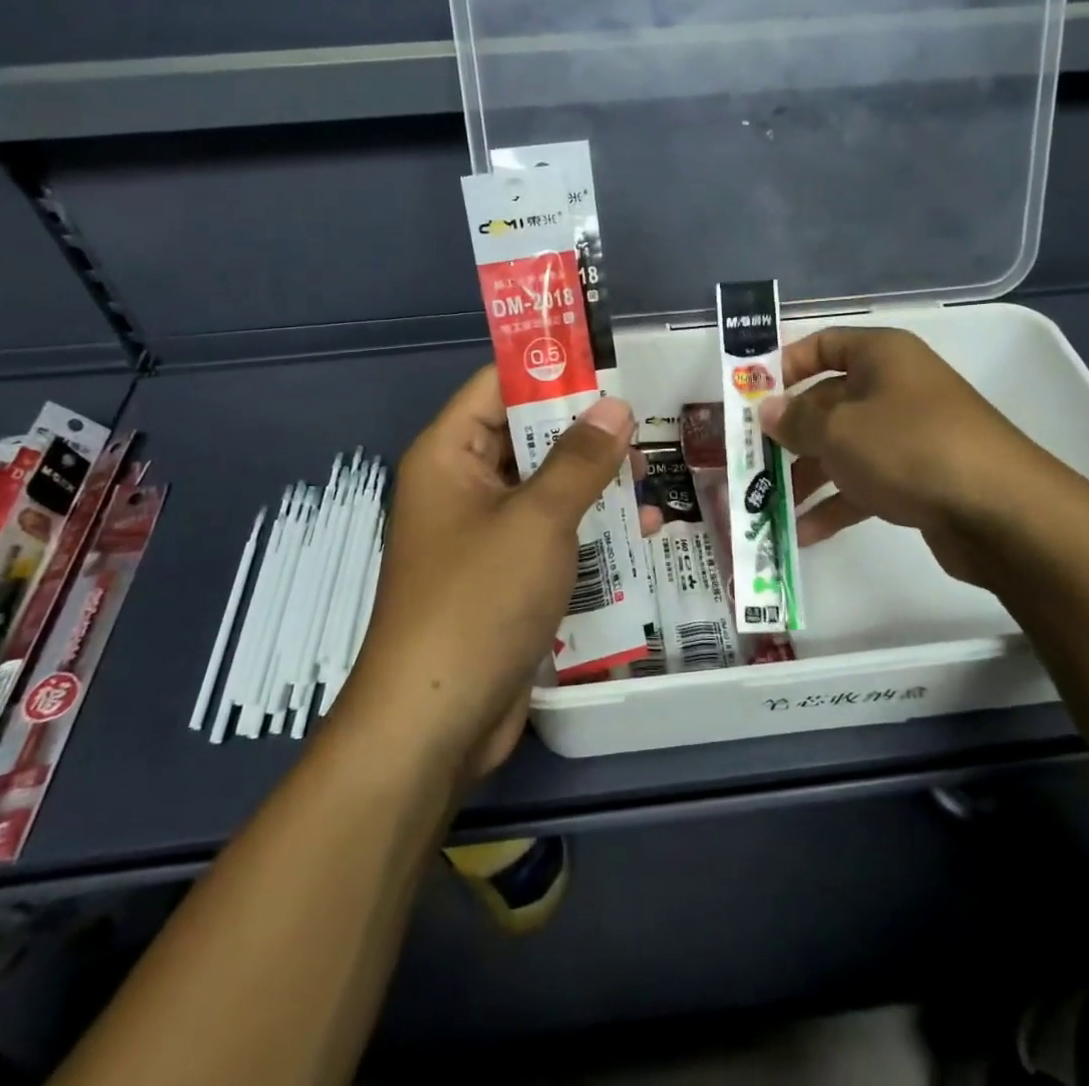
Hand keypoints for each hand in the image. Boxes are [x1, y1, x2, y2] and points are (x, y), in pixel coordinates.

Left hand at [341, 367, 653, 780]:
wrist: (436, 722)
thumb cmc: (478, 600)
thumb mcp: (538, 519)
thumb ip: (580, 459)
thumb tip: (616, 405)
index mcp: (451, 455)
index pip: (499, 386)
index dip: (552, 368)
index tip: (610, 364)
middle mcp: (463, 486)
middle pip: (528, 437)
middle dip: (586, 432)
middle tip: (646, 426)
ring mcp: (484, 535)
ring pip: (546, 488)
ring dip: (595, 484)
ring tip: (652, 476)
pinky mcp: (505, 577)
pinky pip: (550, 535)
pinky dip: (589, 529)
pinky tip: (641, 532)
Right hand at [759, 326, 1063, 584]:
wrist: (1001, 512)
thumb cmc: (910, 448)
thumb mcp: (839, 430)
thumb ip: (795, 419)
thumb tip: (766, 410)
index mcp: (881, 356)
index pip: (822, 345)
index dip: (783, 366)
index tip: (749, 397)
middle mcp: (894, 388)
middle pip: (827, 402)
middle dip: (787, 433)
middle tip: (748, 459)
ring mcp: (908, 435)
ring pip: (842, 447)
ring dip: (804, 475)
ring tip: (766, 504)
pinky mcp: (918, 478)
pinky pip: (864, 483)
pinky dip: (835, 504)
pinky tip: (803, 533)